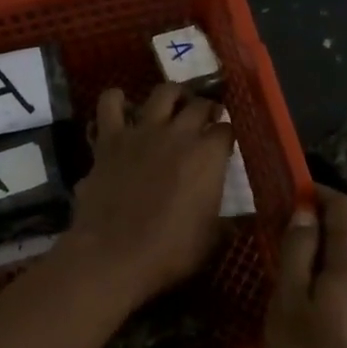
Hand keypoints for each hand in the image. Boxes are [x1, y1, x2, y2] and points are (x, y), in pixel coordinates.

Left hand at [58, 84, 234, 307]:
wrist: (113, 255)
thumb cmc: (169, 252)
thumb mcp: (211, 240)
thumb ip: (225, 222)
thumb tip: (236, 220)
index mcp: (208, 155)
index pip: (226, 130)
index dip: (227, 135)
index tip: (225, 143)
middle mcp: (178, 133)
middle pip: (199, 104)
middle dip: (206, 108)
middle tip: (205, 119)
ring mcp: (142, 131)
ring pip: (162, 93)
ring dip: (171, 95)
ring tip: (173, 105)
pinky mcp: (110, 139)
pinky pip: (110, 104)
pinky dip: (116, 101)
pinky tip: (121, 108)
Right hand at [266, 186, 346, 347]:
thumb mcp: (289, 304)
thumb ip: (297, 253)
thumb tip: (305, 212)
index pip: (344, 209)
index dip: (319, 193)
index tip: (290, 191)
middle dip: (325, 216)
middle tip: (288, 221)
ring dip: (331, 245)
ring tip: (296, 256)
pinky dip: (337, 269)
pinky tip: (316, 294)